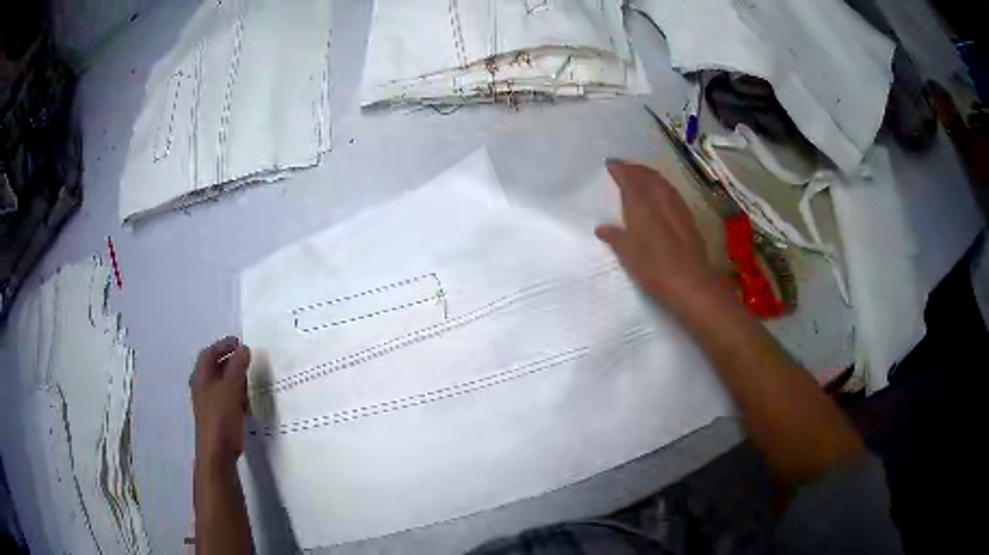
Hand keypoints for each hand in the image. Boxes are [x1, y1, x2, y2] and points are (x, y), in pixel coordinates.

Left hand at [190, 336, 250, 465]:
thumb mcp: (231, 388)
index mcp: (201, 376)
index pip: (210, 353)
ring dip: (235, 379)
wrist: (217, 451)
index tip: (240, 344)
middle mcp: (202, 386)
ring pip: (222, 383)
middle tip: (247, 361)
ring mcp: (208, 402)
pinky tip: (246, 403)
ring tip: (249, 381)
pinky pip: (226, 398)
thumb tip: (244, 349)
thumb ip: (237, 366)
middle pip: (215, 367)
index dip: (224, 345)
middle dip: (231, 362)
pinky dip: (236, 395)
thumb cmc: (221, 416)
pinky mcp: (217, 415)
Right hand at [595, 161, 719, 311]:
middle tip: (624, 168)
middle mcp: (660, 200)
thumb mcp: (628, 256)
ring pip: (662, 182)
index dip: (620, 169)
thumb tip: (601, 228)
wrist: (691, 284)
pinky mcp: (688, 218)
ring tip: (641, 176)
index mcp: (642, 205)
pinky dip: (662, 185)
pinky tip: (662, 193)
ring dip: (650, 175)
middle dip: (635, 169)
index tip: (611, 164)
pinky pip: (672, 192)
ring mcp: (677, 207)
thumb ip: (615, 238)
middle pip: (647, 176)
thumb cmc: (654, 270)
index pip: (630, 179)